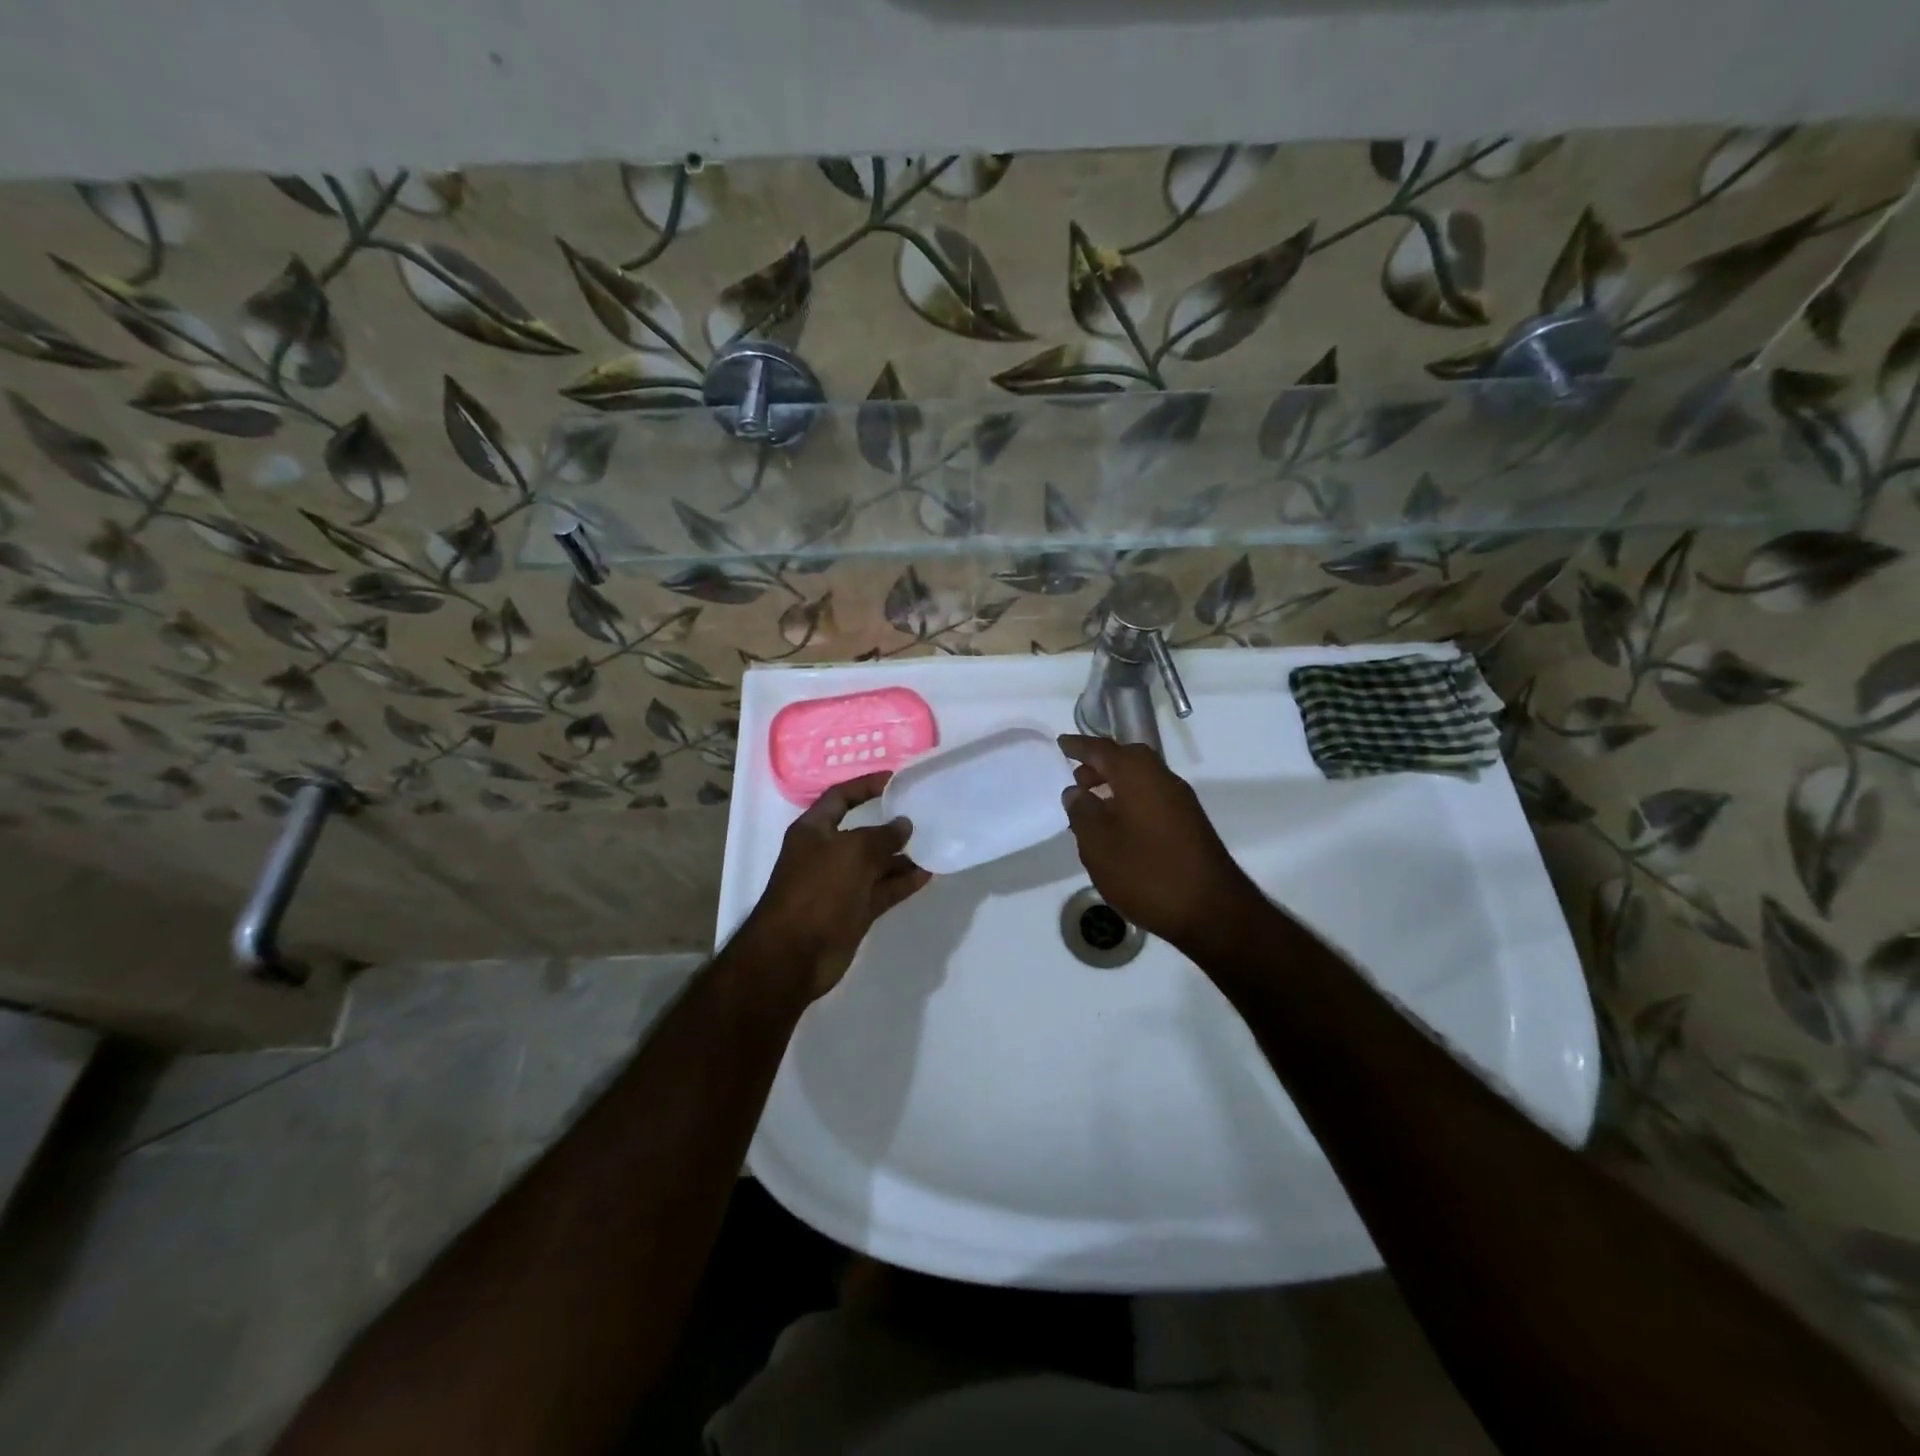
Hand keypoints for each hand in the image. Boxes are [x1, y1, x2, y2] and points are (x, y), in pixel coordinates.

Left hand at [739, 772, 931, 1001]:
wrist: (793, 955)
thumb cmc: (818, 890)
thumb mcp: (853, 852)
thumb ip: (882, 836)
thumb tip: (903, 824)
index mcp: (814, 831)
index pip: (840, 797)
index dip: (865, 786)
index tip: (895, 780)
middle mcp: (825, 854)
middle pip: (861, 832)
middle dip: (889, 826)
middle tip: (923, 816)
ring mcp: (839, 885)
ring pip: (875, 864)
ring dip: (901, 857)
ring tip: (932, 846)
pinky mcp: (853, 912)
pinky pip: (881, 890)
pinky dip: (901, 883)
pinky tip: (926, 874)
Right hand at [1058, 735, 1261, 952]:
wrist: (1212, 911)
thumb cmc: (1147, 873)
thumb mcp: (1099, 845)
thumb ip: (1082, 812)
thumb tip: (1076, 791)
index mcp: (1138, 775)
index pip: (1102, 750)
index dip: (1079, 746)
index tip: (1060, 744)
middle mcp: (1162, 779)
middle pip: (1127, 759)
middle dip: (1099, 765)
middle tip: (1075, 780)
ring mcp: (1180, 801)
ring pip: (1141, 779)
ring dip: (1115, 784)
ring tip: (1091, 806)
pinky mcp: (1189, 823)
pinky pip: (1152, 797)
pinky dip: (1130, 801)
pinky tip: (1117, 827)